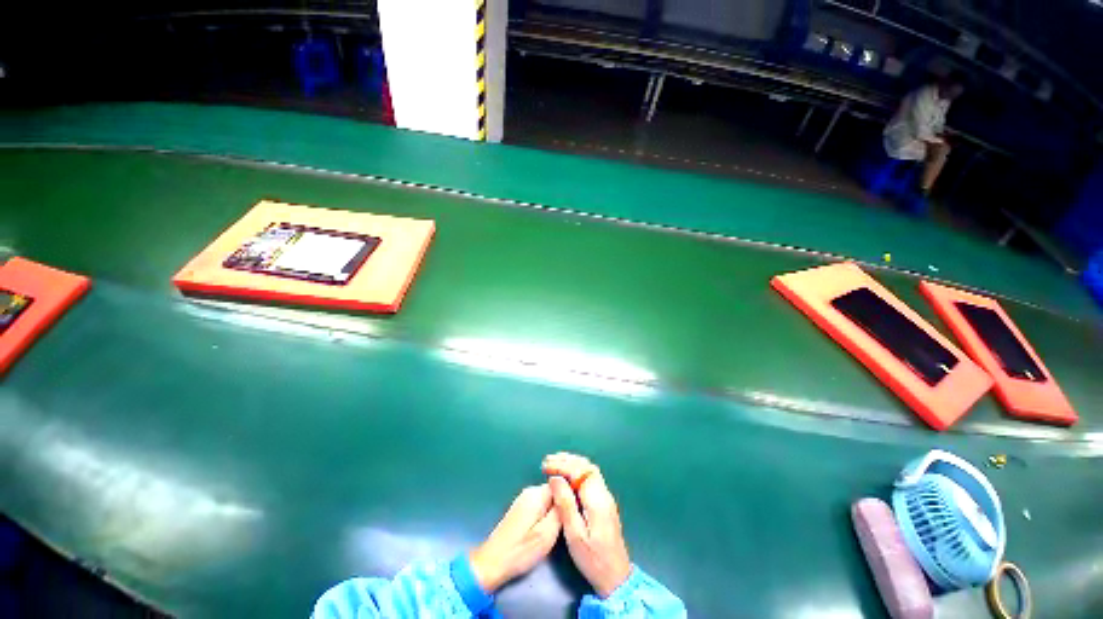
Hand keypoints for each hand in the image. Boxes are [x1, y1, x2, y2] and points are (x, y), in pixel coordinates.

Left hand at [469, 484, 561, 592]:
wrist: (492, 562)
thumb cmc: (521, 550)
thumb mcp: (547, 534)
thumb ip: (560, 512)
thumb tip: (570, 496)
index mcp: (537, 494)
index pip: (561, 484)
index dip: (571, 495)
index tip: (578, 509)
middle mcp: (530, 491)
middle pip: (554, 490)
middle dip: (562, 503)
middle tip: (569, 521)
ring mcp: (524, 499)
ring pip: (548, 498)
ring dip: (554, 510)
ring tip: (558, 527)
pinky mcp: (520, 508)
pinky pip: (540, 504)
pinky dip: (546, 514)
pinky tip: (546, 528)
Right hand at [543, 453, 631, 597]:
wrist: (616, 577)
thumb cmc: (593, 559)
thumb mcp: (575, 535)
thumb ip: (565, 504)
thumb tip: (555, 478)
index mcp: (597, 500)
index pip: (580, 471)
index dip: (562, 465)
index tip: (546, 467)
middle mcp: (604, 494)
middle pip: (586, 466)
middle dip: (566, 460)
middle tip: (547, 461)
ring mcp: (606, 497)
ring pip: (589, 470)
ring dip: (572, 463)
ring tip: (554, 463)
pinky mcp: (604, 503)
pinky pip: (590, 478)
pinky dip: (577, 471)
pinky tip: (567, 476)